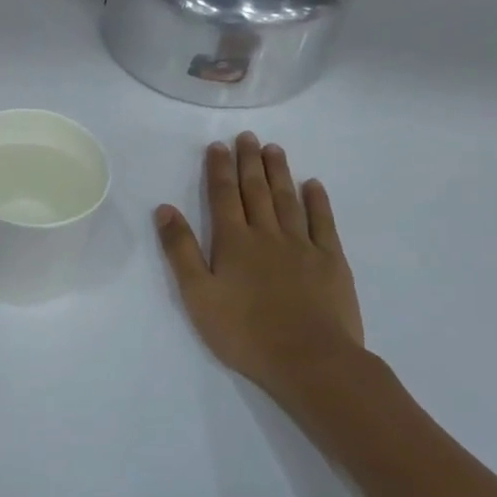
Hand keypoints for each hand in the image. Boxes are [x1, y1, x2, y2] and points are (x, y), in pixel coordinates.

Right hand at [155, 134, 364, 396]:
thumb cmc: (244, 332)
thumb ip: (181, 250)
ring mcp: (303, 246)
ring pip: (288, 200)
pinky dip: (317, 201)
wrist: (309, 359)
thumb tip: (165, 209)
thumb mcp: (197, 295)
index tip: (218, 146)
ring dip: (279, 172)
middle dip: (249, 162)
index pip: (223, 196)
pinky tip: (313, 185)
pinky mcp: (331, 261)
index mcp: (233, 242)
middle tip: (247, 137)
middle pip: (256, 191)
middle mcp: (267, 234)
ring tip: (273, 149)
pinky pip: (324, 222)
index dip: (219, 169)